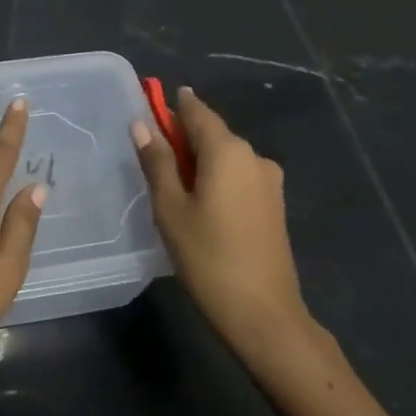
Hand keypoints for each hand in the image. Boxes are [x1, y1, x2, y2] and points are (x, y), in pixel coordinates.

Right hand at [133, 86, 317, 367]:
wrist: (263, 314)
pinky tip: (198, 202)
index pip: (196, 112)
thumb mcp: (170, 208)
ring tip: (171, 184)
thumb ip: (157, 162)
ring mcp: (269, 182)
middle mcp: (254, 157)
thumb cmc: (208, 256)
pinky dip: (216, 178)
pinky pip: (238, 176)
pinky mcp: (273, 205)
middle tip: (151, 153)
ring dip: (199, 160)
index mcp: (228, 151)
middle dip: (182, 136)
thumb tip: (141, 125)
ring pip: (226, 157)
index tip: (150, 101)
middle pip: (212, 133)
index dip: (172, 105)